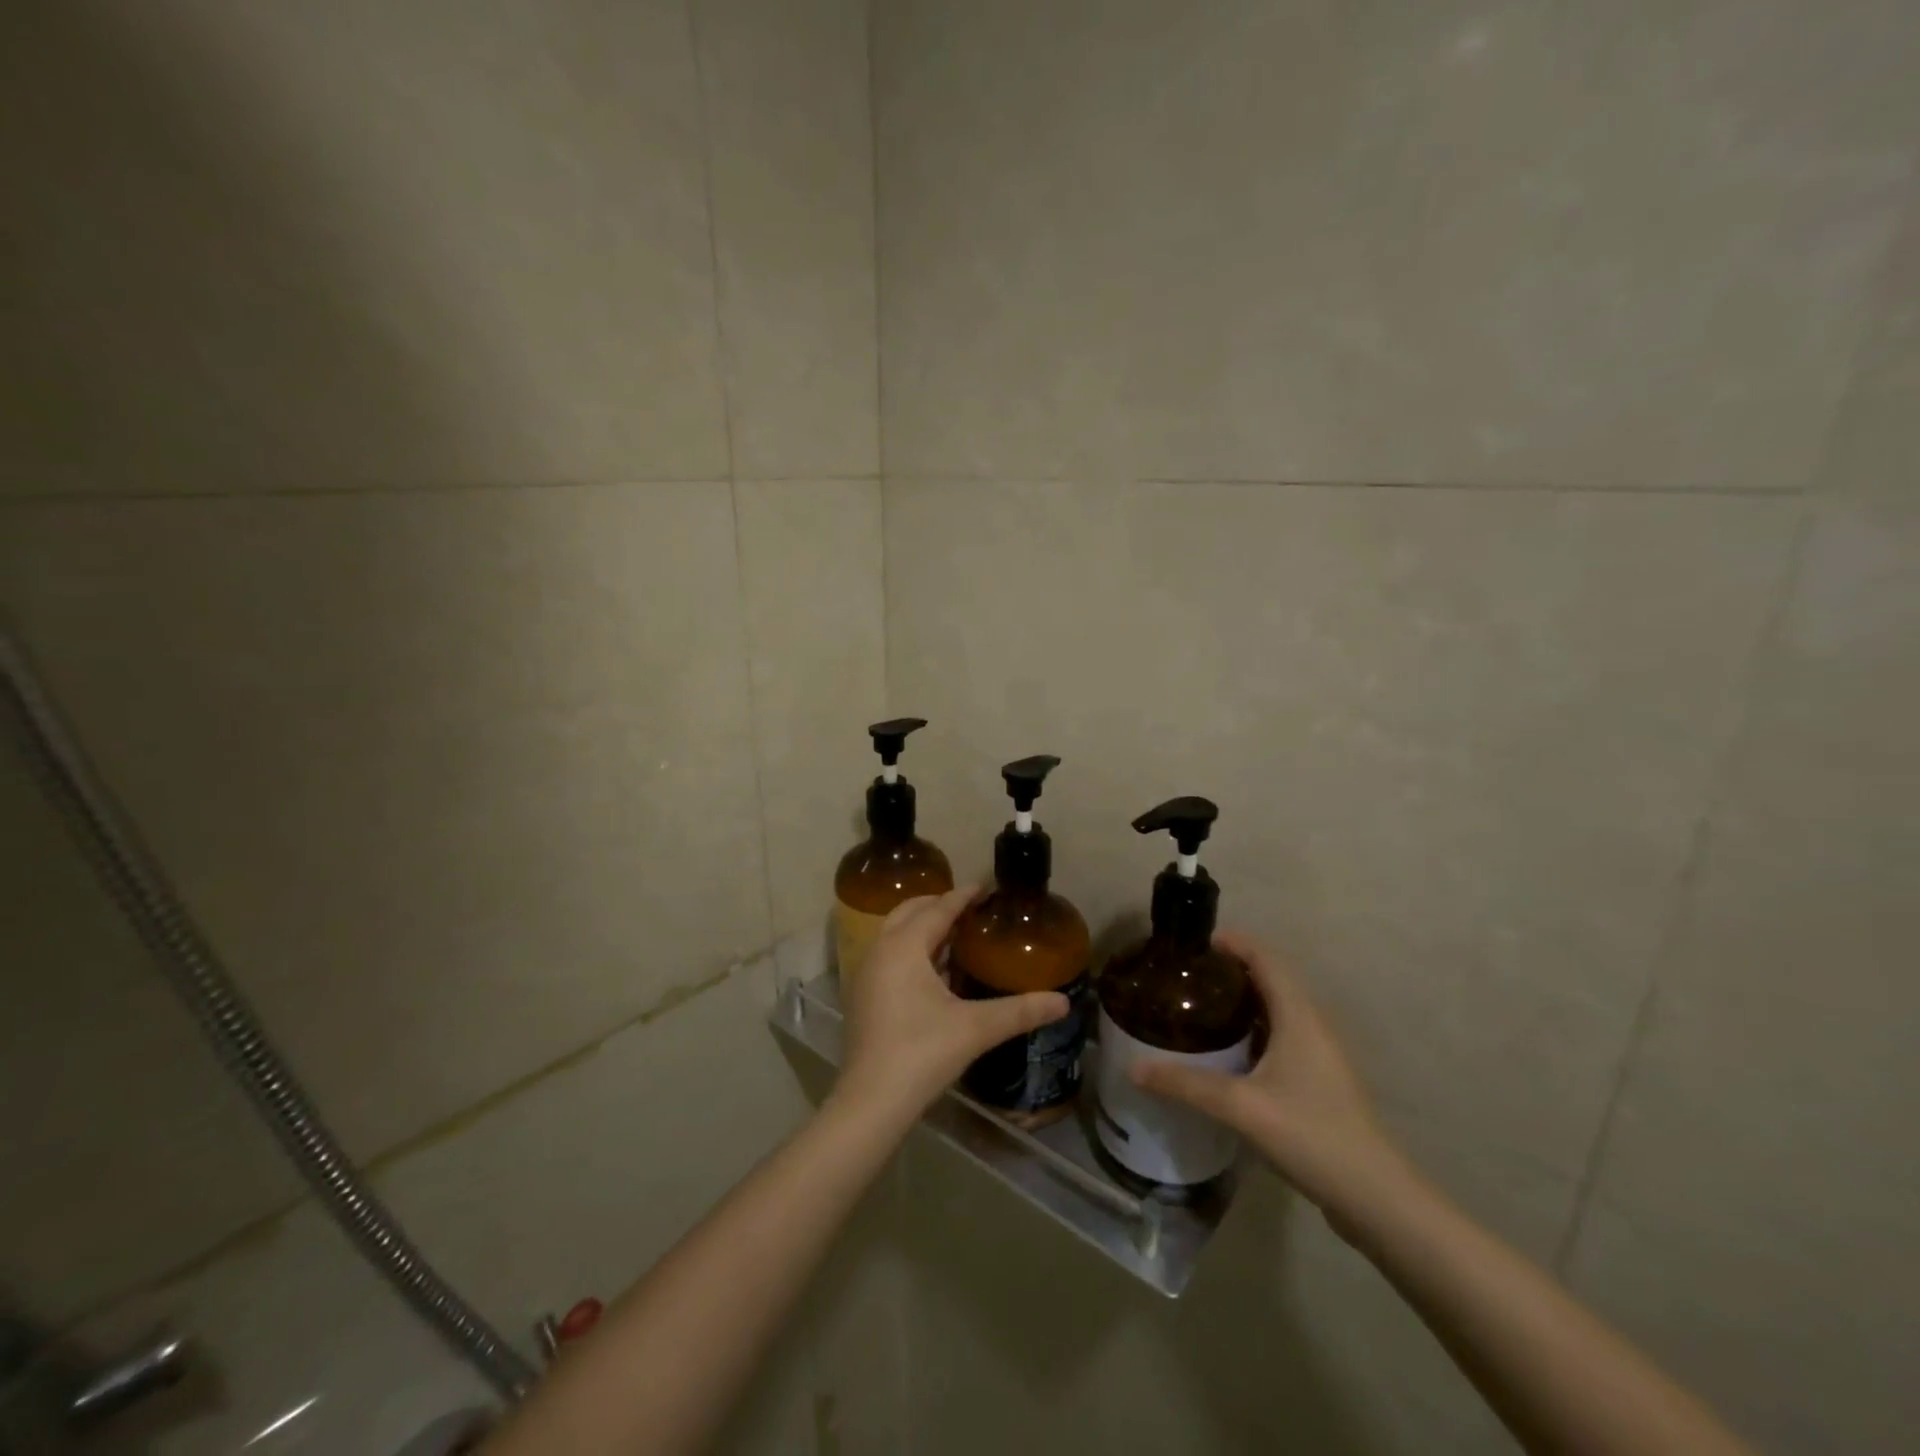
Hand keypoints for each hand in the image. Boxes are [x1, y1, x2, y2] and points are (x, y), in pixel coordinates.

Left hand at [836, 887, 1068, 1116]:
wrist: (871, 1101)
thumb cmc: (922, 1053)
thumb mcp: (976, 1028)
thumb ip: (1020, 1011)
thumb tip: (1063, 1002)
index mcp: (904, 947)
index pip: (938, 909)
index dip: (963, 896)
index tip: (985, 887)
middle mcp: (880, 950)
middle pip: (910, 911)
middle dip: (939, 904)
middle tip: (972, 908)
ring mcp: (867, 973)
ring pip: (896, 933)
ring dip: (924, 927)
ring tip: (958, 933)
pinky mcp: (864, 995)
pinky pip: (890, 954)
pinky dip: (912, 948)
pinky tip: (936, 970)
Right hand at [1131, 933, 1405, 1213]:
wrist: (1374, 1198)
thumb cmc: (1311, 1134)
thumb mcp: (1240, 1106)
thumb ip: (1185, 1084)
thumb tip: (1133, 1068)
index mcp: (1298, 1016)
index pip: (1265, 958)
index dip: (1233, 943)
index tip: (1193, 945)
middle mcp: (1311, 1026)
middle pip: (1270, 980)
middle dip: (1229, 971)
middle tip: (1186, 978)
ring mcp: (1319, 1056)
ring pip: (1276, 1011)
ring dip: (1241, 1002)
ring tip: (1198, 1009)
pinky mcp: (1319, 1082)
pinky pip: (1280, 1037)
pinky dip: (1251, 1030)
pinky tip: (1226, 1055)